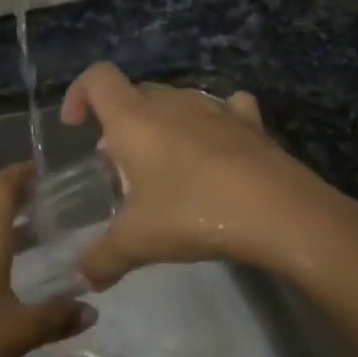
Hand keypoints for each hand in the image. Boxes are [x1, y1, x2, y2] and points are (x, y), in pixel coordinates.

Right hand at [59, 63, 357, 288]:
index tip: (76, 127)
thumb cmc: (194, 214)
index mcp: (135, 119)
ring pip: (175, 103)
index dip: (78, 94)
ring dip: (160, 127)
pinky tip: (214, 150)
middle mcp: (172, 103)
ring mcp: (215, 109)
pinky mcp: (250, 124)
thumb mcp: (136, 243)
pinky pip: (223, 110)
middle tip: (118, 169)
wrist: (281, 213)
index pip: (97, 78)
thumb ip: (100, 258)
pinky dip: (210, 124)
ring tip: (163, 170)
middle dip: (118, 124)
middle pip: (134, 94)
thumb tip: (81, 278)